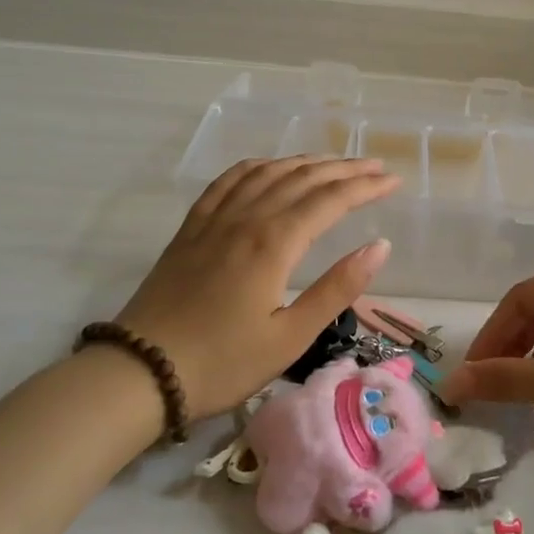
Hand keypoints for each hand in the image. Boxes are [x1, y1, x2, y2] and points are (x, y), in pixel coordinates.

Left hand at [116, 157, 398, 420]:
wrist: (140, 372)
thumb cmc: (222, 363)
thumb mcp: (290, 337)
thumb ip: (337, 288)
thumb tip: (380, 246)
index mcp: (274, 243)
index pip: (330, 200)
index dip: (366, 187)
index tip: (394, 182)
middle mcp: (246, 218)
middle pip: (302, 178)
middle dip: (344, 169)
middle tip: (376, 166)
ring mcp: (215, 219)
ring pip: (267, 173)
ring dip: (305, 162)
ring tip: (333, 162)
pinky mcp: (192, 228)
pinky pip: (227, 181)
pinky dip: (256, 166)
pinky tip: (268, 167)